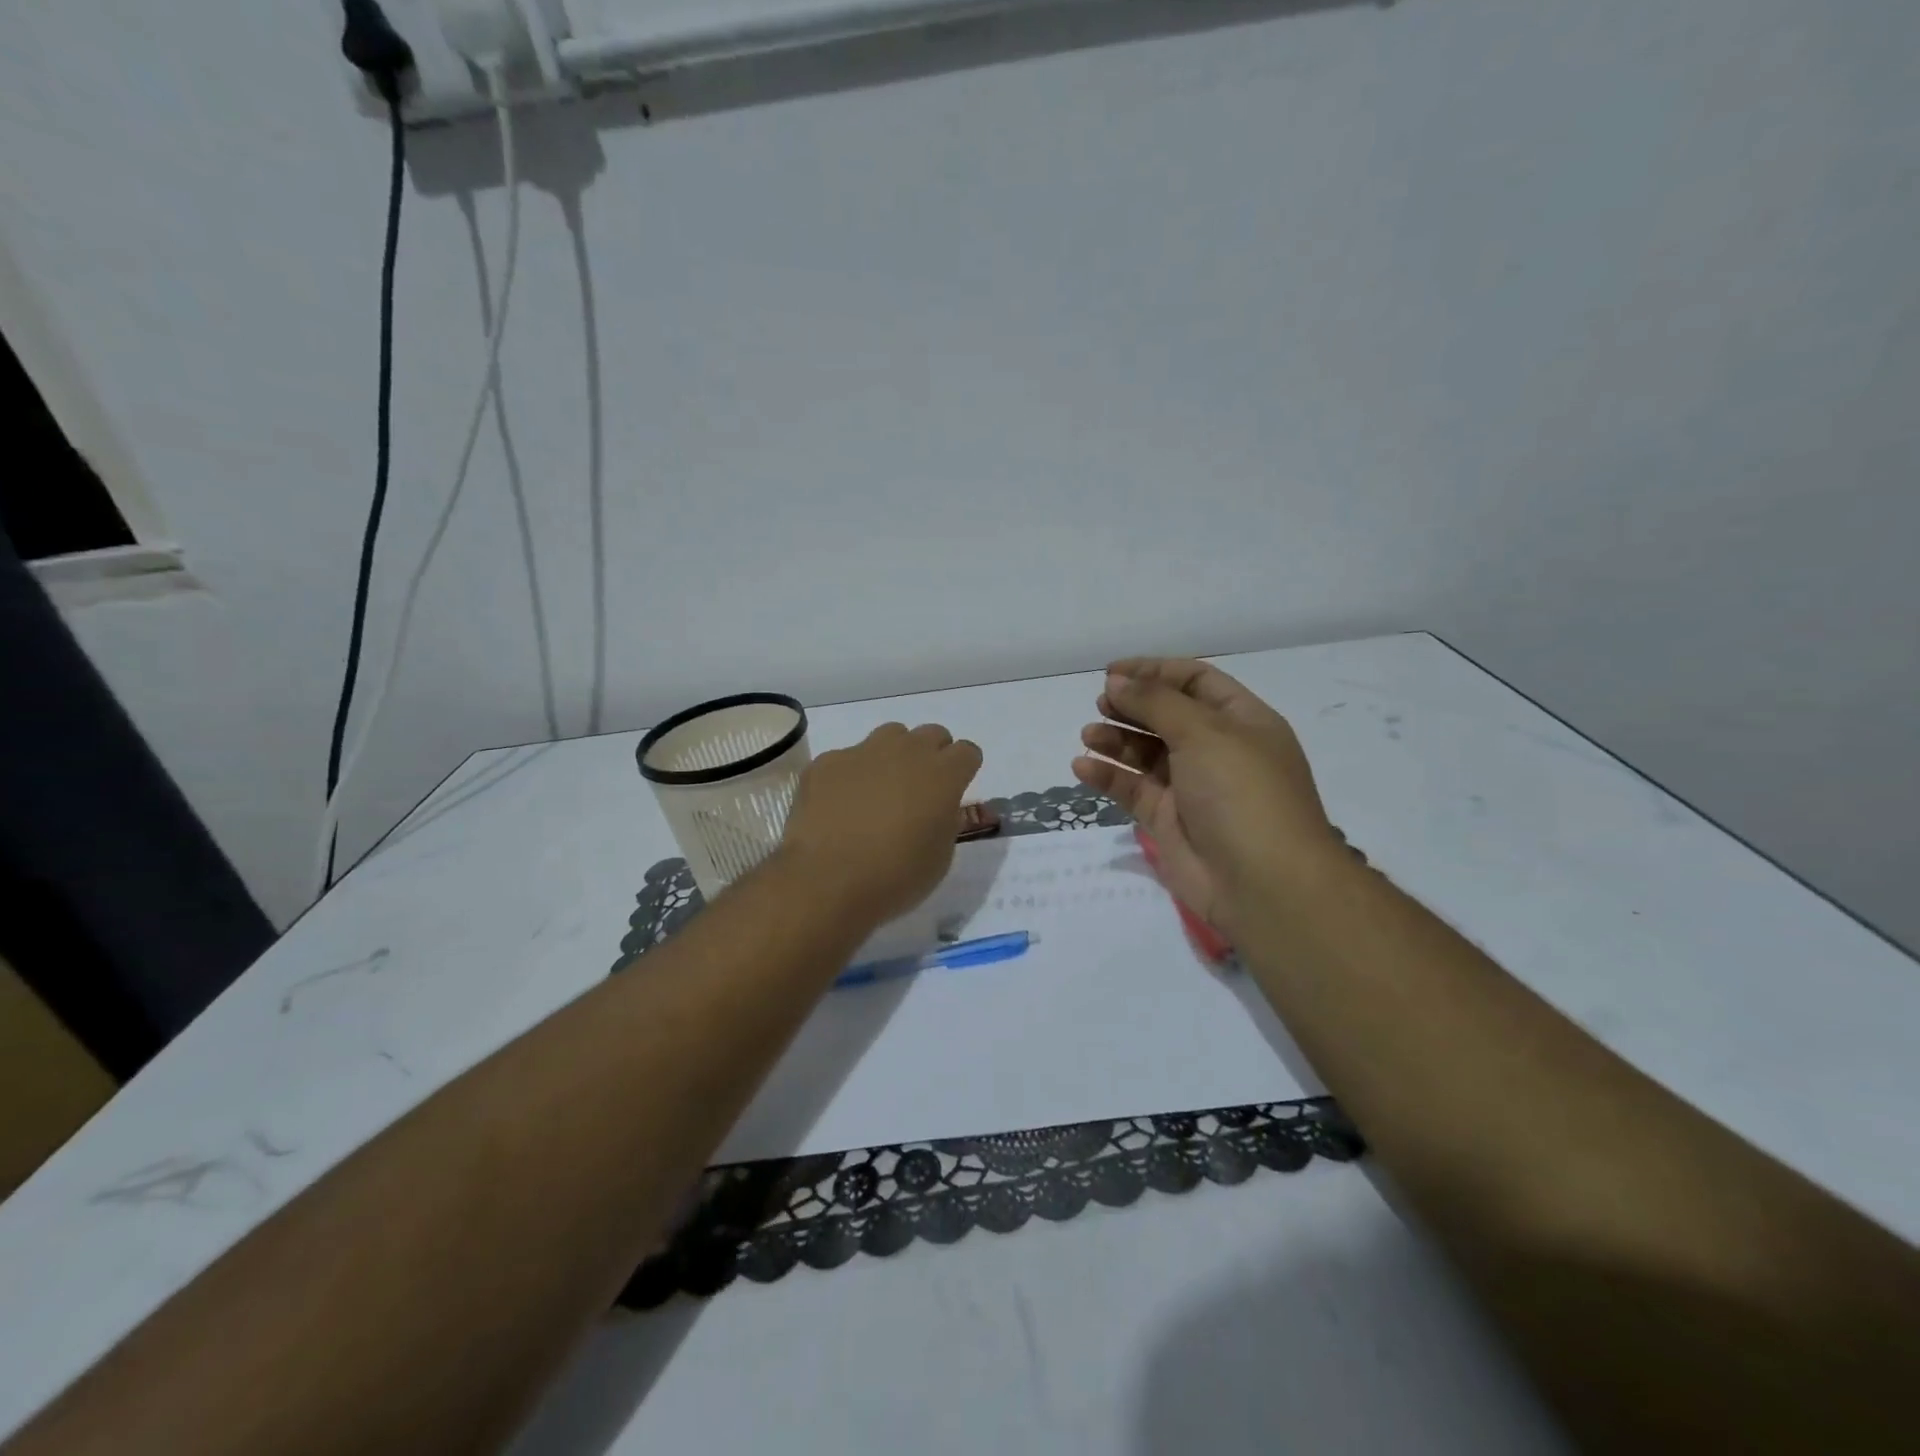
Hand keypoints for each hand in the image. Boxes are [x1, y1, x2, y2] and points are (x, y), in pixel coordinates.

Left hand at [779, 722, 983, 926]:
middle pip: (931, 734)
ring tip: (878, 792)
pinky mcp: (827, 762)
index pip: (967, 752)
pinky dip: (849, 776)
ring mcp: (863, 751)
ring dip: (892, 756)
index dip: (962, 770)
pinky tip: (838, 807)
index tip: (952, 791)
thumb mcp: (940, 857)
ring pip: (889, 736)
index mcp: (943, 775)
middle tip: (918, 790)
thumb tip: (937, 808)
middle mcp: (907, 751)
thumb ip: (945, 821)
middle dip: (931, 756)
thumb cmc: (895, 877)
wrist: (828, 881)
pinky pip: (846, 758)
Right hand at [1071, 659, 1344, 935]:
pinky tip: (1083, 767)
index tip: (1114, 671)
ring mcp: (1192, 787)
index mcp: (1242, 722)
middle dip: (1133, 706)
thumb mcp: (1204, 733)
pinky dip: (1108, 777)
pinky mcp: (1168, 821)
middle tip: (1101, 703)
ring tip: (1089, 735)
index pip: (1196, 682)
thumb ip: (1155, 702)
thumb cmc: (1242, 793)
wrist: (1263, 883)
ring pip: (1146, 753)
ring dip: (1116, 740)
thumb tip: (1117, 679)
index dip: (1156, 671)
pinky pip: (1133, 790)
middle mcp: (1218, 751)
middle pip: (1167, 716)